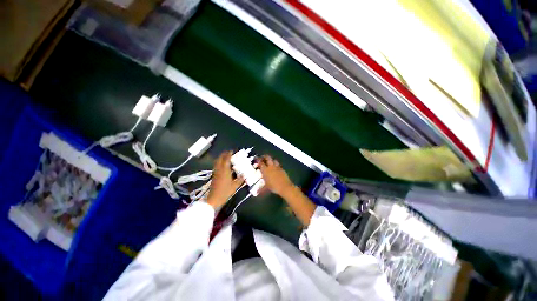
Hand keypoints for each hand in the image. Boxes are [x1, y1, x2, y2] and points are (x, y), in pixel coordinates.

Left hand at [206, 151, 243, 208]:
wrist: (214, 199)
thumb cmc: (225, 192)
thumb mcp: (235, 186)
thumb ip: (240, 179)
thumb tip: (244, 175)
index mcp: (225, 170)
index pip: (226, 159)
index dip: (229, 154)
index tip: (232, 151)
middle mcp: (219, 169)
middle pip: (220, 159)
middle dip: (224, 154)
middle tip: (229, 153)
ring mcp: (216, 172)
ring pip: (217, 162)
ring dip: (221, 158)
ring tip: (226, 157)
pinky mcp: (214, 176)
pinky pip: (216, 166)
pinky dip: (219, 163)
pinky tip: (223, 165)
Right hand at [257, 155, 293, 195]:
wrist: (285, 187)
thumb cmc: (274, 187)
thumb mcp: (266, 188)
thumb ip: (260, 189)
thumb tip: (256, 192)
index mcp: (265, 170)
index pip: (261, 162)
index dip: (258, 159)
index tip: (256, 158)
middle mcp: (271, 167)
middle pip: (268, 157)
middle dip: (265, 156)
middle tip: (262, 157)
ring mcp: (277, 167)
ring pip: (274, 159)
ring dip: (271, 160)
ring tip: (269, 161)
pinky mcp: (282, 169)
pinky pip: (278, 164)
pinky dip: (276, 164)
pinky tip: (275, 167)